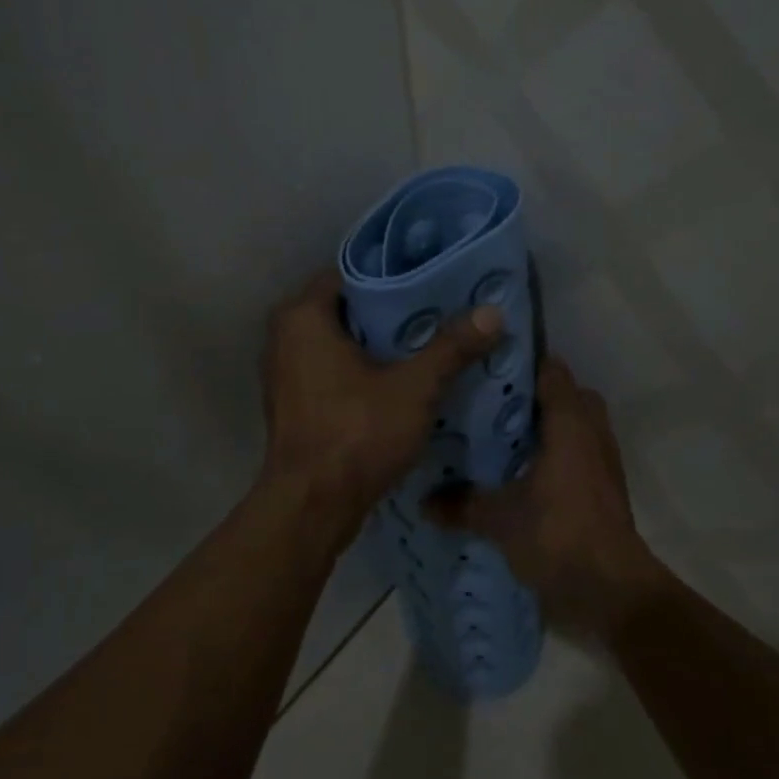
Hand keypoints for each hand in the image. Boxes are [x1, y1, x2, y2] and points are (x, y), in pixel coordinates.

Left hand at [259, 268, 504, 535]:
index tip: (435, 278)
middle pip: (348, 307)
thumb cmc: (356, 433)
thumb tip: (493, 311)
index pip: (353, 272)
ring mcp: (286, 371)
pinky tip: (403, 377)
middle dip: (393, 309)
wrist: (312, 506)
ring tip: (430, 339)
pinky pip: (333, 368)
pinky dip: (364, 368)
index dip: (395, 273)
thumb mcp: (414, 387)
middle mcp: (285, 336)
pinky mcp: (295, 401)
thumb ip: (452, 347)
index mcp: (303, 316)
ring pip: (341, 341)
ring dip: (380, 342)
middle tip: (441, 307)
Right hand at [424, 357, 672, 639]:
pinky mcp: (605, 489)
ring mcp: (603, 462)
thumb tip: (424, 502)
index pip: (552, 373)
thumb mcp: (500, 519)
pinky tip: (523, 473)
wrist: (610, 589)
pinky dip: (557, 455)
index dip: (522, 363)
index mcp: (569, 424)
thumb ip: (462, 505)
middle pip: (568, 397)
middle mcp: (592, 434)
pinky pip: (580, 454)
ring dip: (549, 427)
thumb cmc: (557, 535)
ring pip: (576, 427)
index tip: (487, 363)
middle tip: (491, 403)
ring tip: (503, 436)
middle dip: (535, 396)